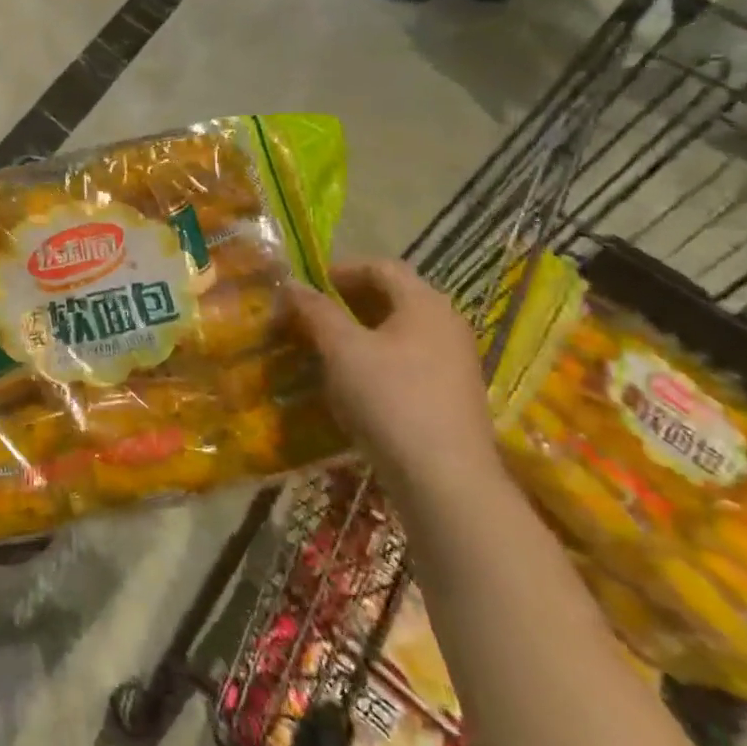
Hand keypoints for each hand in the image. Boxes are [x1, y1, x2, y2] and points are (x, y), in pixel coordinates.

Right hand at [283, 260, 501, 499]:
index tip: (306, 286)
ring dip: (358, 331)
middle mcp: (447, 323)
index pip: (380, 266)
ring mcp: (454, 360)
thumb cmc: (389, 398)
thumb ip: (315, 311)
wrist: (444, 478)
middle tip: (309, 316)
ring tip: (323, 348)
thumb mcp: (341, 349)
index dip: (340, 270)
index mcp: (425, 303)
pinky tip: (352, 381)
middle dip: (346, 301)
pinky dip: (376, 357)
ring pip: (398, 330)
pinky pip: (408, 358)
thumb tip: (292, 284)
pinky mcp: (451, 392)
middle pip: (391, 296)